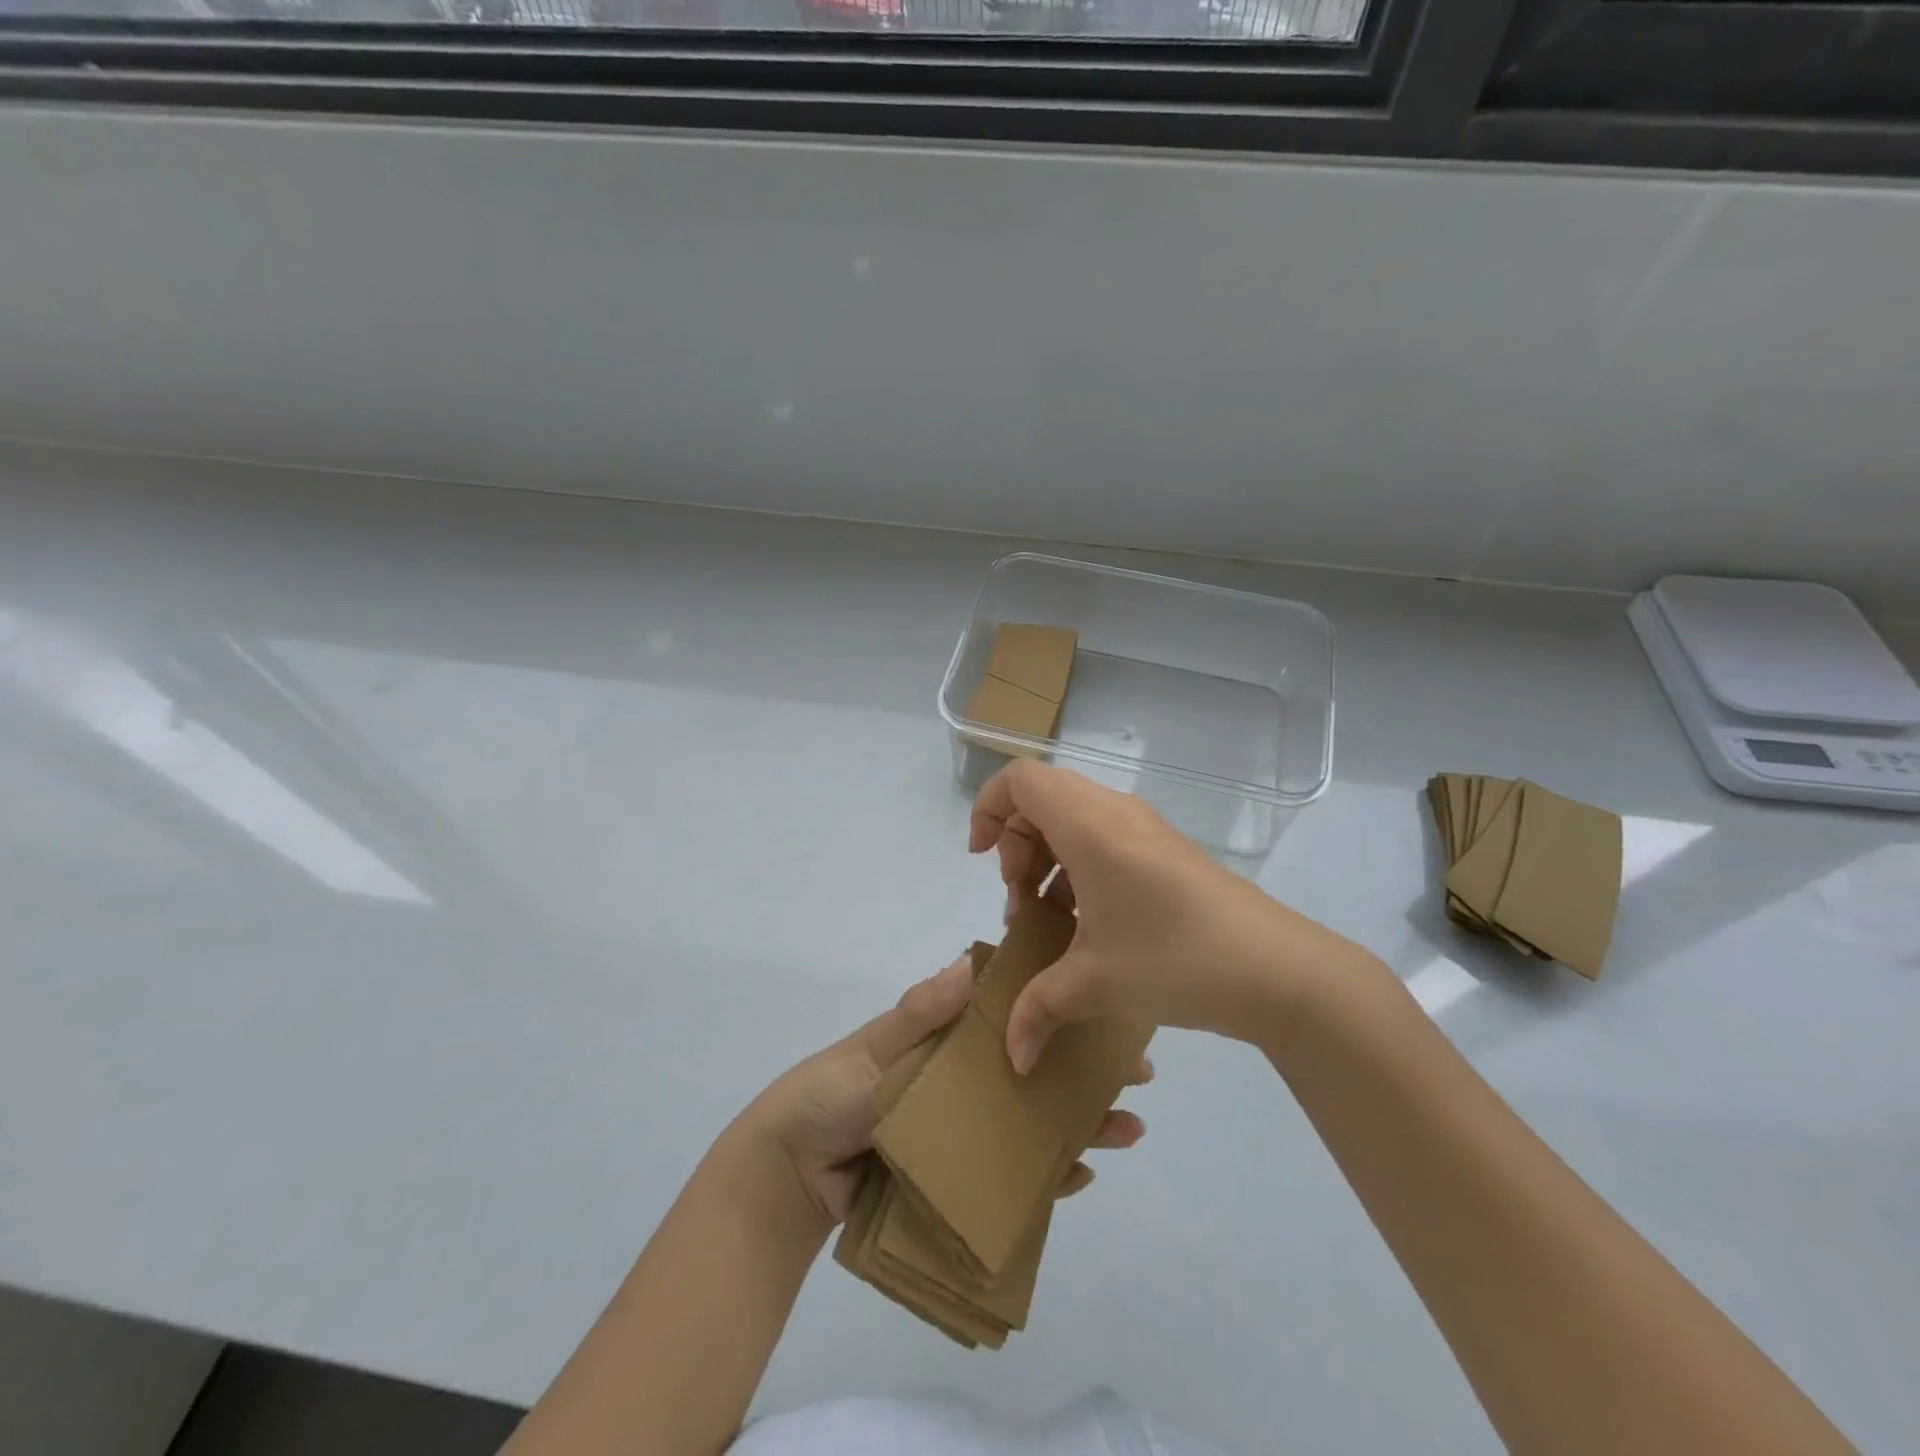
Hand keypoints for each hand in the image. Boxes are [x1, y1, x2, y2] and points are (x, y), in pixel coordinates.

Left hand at [739, 954, 1149, 1225]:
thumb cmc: (831, 1092)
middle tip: (1137, 1076)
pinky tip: (1079, 1176)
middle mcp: (967, 1078)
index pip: (1014, 1015)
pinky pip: (1013, 1174)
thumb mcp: (874, 1047)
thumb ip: (921, 1012)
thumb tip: (971, 960)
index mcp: (948, 1037)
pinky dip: (1046, 1175)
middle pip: (1035, 1068)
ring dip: (1079, 1123)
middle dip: (1085, 1069)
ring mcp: (968, 1128)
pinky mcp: (962, 1175)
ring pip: (1033, 1120)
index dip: (1057, 1010)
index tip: (1105, 1006)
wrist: (792, 1173)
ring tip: (1127, 1130)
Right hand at [970, 760, 1364, 1068]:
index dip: (988, 809)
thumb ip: (1038, 1009)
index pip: (1020, 778)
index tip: (983, 860)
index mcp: (1089, 824)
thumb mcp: (1096, 984)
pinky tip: (1088, 924)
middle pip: (1042, 799)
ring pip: (1072, 819)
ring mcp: (1144, 828)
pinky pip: (1103, 837)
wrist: (1277, 970)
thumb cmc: (1176, 958)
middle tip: (1020, 902)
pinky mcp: (1164, 850)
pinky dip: (1079, 868)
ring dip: (1047, 859)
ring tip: (1050, 918)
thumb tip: (1011, 1054)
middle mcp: (1114, 812)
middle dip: (1016, 846)